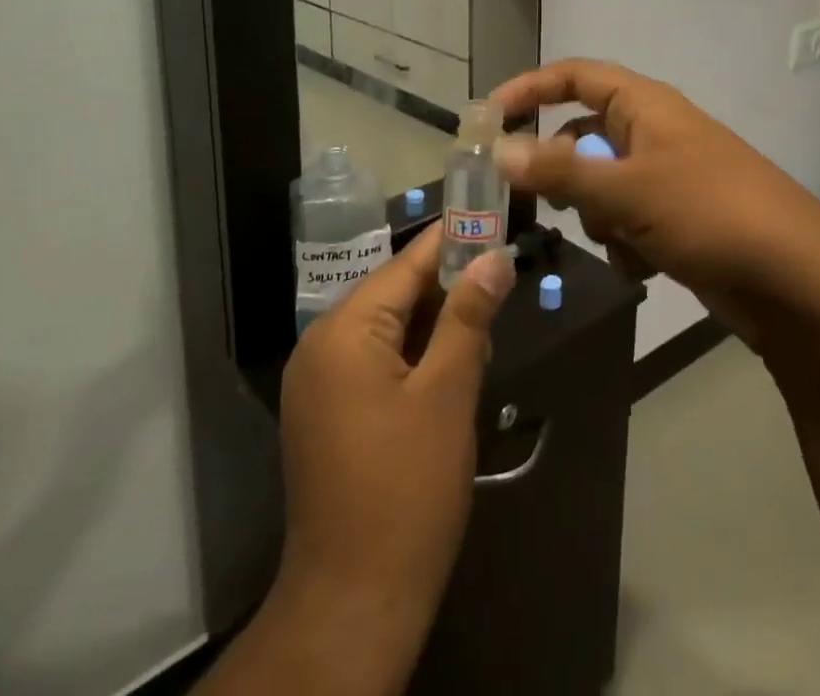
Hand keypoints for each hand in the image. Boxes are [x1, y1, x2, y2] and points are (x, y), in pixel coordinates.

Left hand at [275, 226, 515, 651]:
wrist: (353, 604)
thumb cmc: (407, 490)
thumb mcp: (448, 394)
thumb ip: (469, 316)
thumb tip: (494, 256)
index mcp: (344, 330)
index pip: (406, 265)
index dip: (451, 240)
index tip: (491, 216)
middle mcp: (321, 344)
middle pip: (394, 293)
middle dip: (447, 286)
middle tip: (500, 277)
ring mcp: (318, 382)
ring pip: (387, 328)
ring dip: (434, 323)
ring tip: (485, 320)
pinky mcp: (325, 413)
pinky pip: (374, 360)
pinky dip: (413, 355)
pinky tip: (452, 364)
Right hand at [490, 59, 819, 350]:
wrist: (797, 281)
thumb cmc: (709, 213)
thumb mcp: (626, 190)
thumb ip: (558, 171)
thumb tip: (499, 151)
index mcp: (644, 105)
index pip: (574, 76)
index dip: (530, 89)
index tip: (488, 119)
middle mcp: (653, 132)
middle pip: (582, 137)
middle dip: (564, 173)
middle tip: (540, 204)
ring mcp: (668, 176)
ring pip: (602, 185)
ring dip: (598, 215)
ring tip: (621, 239)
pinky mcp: (679, 219)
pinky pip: (628, 220)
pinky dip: (626, 242)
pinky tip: (645, 266)